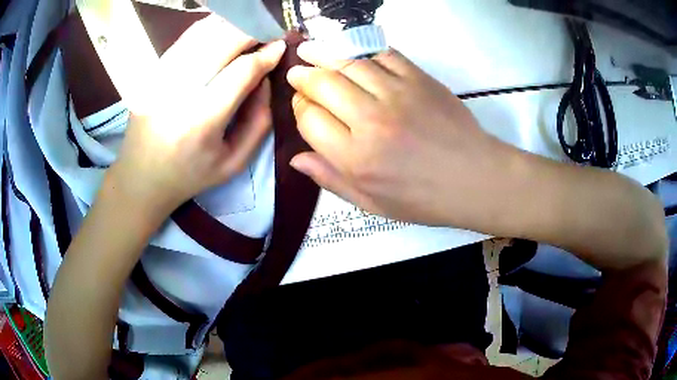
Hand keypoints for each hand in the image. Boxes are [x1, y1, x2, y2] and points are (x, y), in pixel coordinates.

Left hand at [110, 15, 285, 212]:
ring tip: (248, 30)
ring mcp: (159, 77)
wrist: (141, 177)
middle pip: (221, 41)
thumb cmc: (189, 175)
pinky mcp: (151, 72)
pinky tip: (223, 31)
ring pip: (203, 32)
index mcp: (200, 121)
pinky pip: (185, 38)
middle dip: (251, 31)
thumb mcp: (234, 162)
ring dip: (231, 25)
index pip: (241, 71)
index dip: (266, 54)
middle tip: (267, 33)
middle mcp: (177, 92)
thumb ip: (259, 120)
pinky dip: (209, 27)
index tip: (281, 46)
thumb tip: (267, 78)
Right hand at [287, 43, 516, 226]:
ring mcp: (396, 94)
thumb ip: (331, 179)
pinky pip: (382, 54)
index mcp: (356, 158)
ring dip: (323, 53)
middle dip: (303, 76)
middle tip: (297, 71)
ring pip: (348, 63)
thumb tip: (295, 159)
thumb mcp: (372, 204)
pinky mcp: (419, 78)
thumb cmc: (424, 199)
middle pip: (322, 84)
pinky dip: (362, 49)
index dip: (299, 108)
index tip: (301, 105)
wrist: (475, 179)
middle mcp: (370, 120)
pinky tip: (351, 51)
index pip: (309, 119)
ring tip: (309, 49)